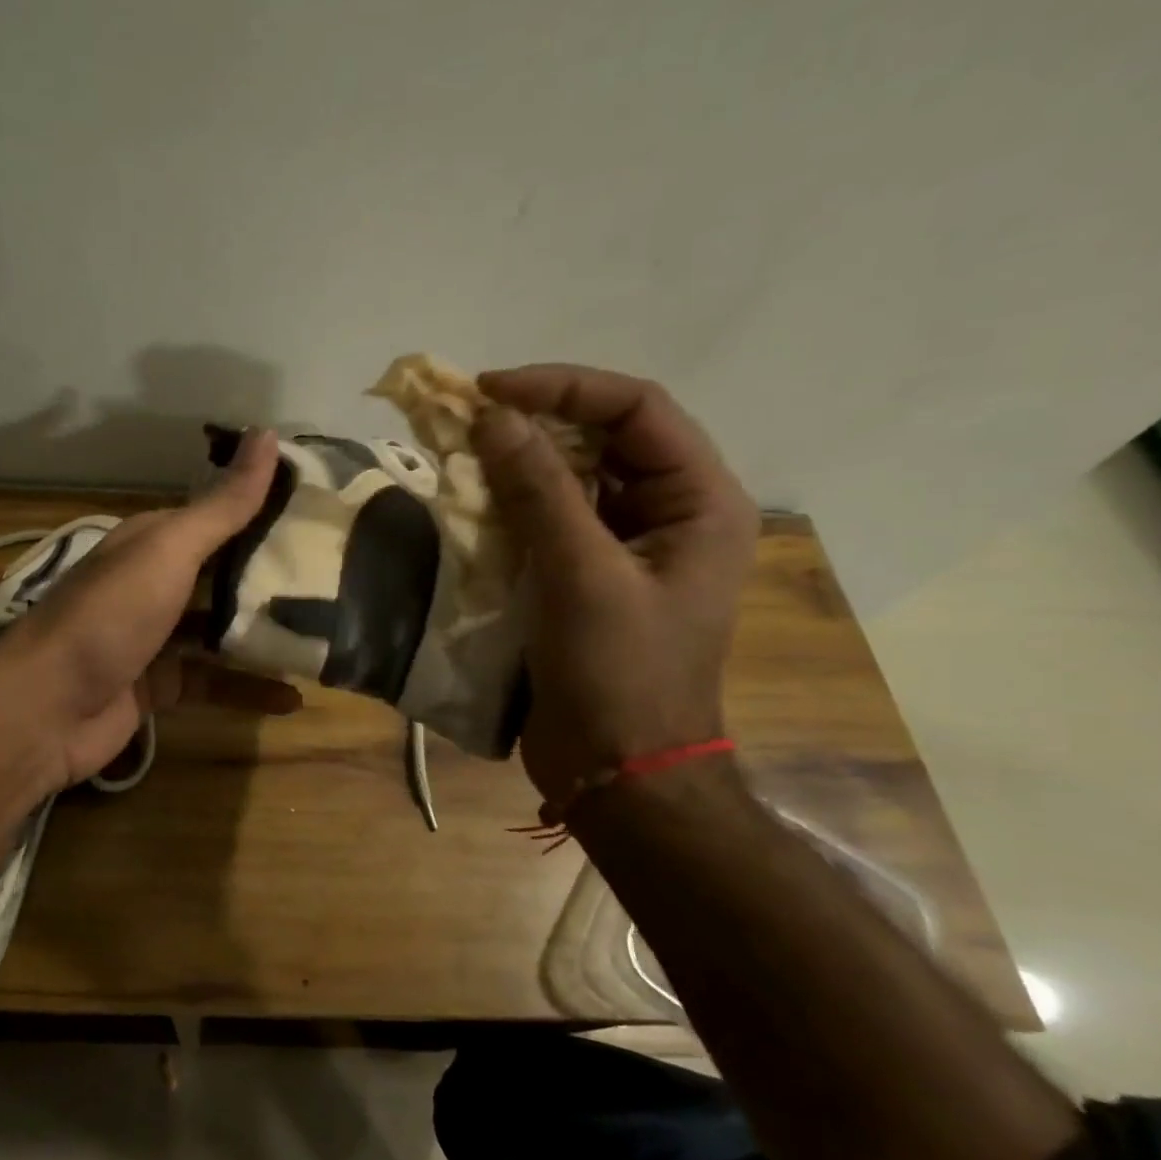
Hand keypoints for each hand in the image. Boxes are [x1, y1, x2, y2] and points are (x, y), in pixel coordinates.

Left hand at [0, 427, 301, 788]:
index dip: (266, 510)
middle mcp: (154, 584)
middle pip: (224, 575)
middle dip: (273, 577)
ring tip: (326, 635)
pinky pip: (214, 683)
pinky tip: (293, 698)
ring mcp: (155, 638)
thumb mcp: (167, 551)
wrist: (46, 709)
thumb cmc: (109, 617)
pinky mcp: (160, 686)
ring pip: (221, 631)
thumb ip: (221, 506)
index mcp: (152, 542)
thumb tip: (268, 435)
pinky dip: (249, 690)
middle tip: (340, 578)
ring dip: (265, 635)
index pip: (218, 516)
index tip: (324, 511)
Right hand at [471, 365, 759, 808]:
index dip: (563, 388)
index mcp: (700, 502)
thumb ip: (539, 492)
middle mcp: (668, 514)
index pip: (636, 409)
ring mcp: (624, 548)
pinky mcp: (584, 579)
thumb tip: (490, 418)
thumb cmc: (619, 675)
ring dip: (517, 464)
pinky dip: (509, 508)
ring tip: (460, 455)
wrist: (617, 771)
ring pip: (570, 480)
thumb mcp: (582, 576)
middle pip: (603, 439)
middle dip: (535, 423)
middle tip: (465, 418)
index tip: (490, 390)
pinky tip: (471, 505)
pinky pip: (547, 523)